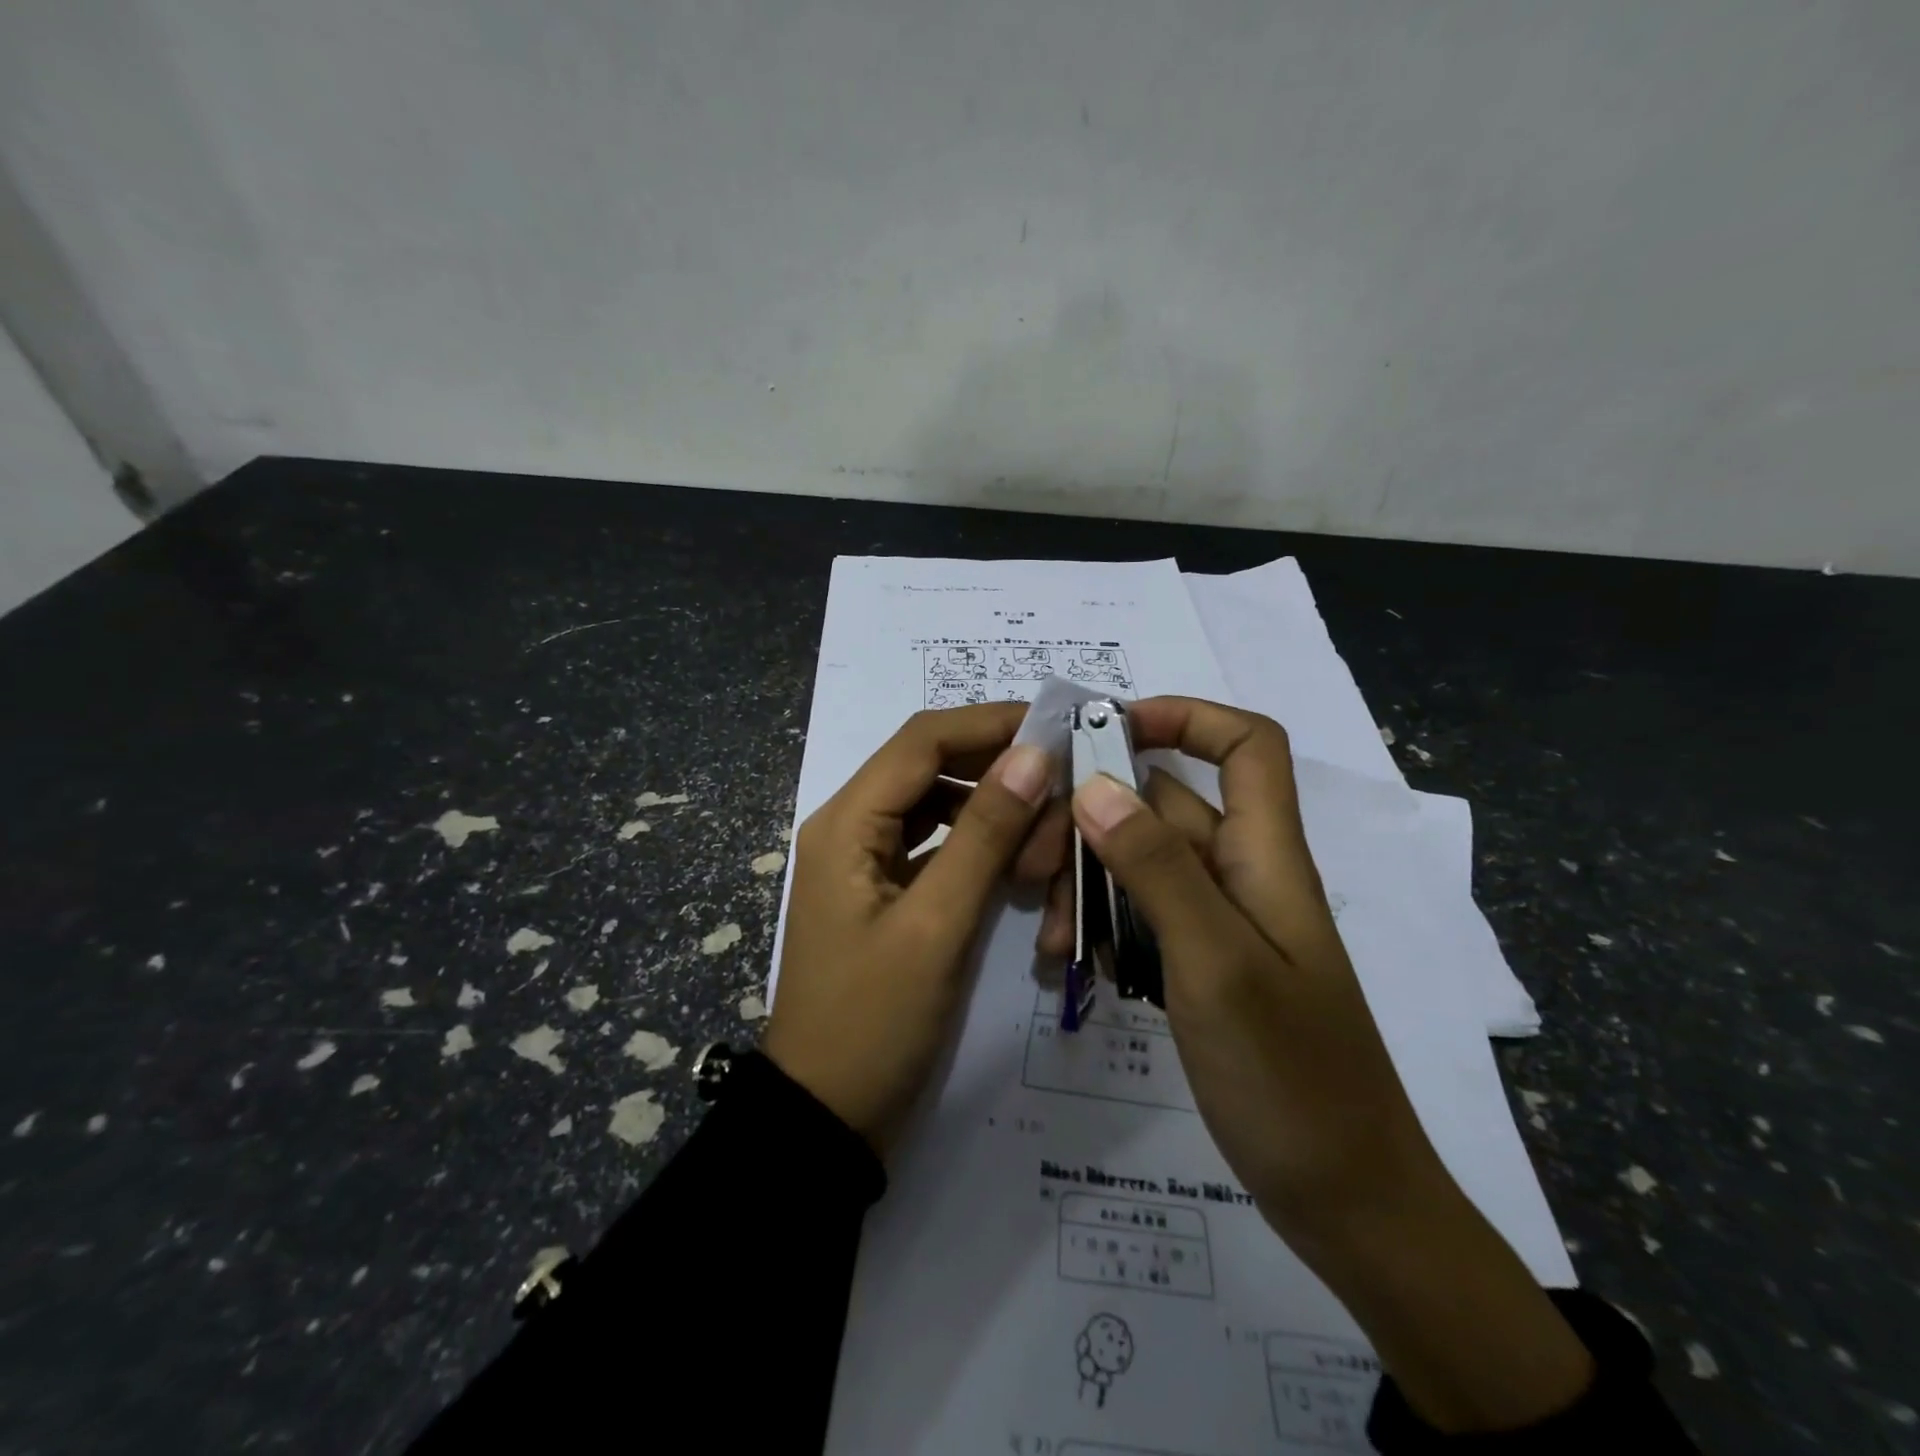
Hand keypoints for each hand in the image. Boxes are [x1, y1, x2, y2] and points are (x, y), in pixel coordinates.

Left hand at [765, 704, 1055, 1156]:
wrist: (825, 1117)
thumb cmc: (874, 1023)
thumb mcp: (936, 925)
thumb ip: (985, 834)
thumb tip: (1032, 754)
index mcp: (847, 822)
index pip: (922, 741)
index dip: (989, 723)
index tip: (1056, 726)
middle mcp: (851, 826)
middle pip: (930, 768)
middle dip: (997, 773)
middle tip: (1060, 795)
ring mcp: (865, 861)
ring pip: (938, 807)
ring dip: (992, 814)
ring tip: (1043, 842)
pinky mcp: (884, 892)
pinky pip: (937, 848)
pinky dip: (978, 848)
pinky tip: (1017, 868)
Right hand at [1069, 697, 1593, 1433]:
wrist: (1347, 1202)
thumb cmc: (1291, 1078)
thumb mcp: (1216, 964)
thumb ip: (1156, 869)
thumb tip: (1095, 783)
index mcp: (1265, 856)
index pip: (1246, 745)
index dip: (1186, 717)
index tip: (1108, 730)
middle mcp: (1242, 875)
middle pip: (1164, 807)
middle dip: (1094, 821)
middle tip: (1031, 865)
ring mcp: (1220, 923)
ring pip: (1141, 865)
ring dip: (1088, 884)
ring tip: (1052, 941)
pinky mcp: (1200, 965)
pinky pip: (1140, 917)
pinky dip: (1101, 927)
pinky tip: (1071, 965)